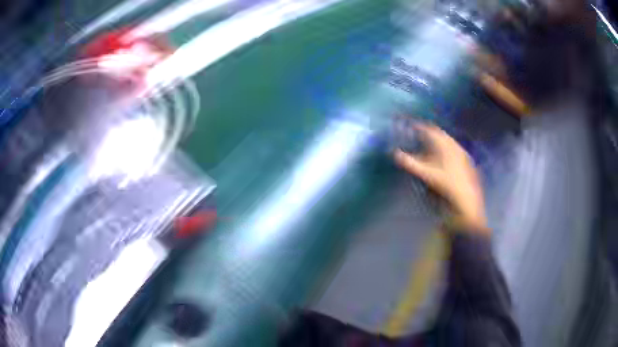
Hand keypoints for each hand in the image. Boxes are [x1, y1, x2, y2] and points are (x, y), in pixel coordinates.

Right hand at [394, 123, 488, 234]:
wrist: (467, 202)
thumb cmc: (446, 186)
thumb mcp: (426, 175)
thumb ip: (411, 163)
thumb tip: (395, 154)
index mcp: (446, 145)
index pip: (431, 130)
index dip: (420, 127)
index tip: (411, 126)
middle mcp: (455, 146)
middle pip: (440, 135)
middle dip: (429, 133)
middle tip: (419, 135)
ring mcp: (463, 154)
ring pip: (448, 142)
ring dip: (438, 142)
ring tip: (429, 146)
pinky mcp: (467, 163)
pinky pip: (454, 150)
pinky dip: (446, 150)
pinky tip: (443, 159)